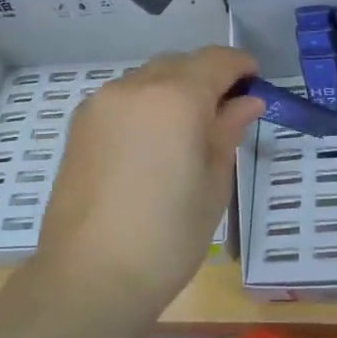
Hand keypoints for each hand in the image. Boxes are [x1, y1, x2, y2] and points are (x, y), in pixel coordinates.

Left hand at [35, 47, 264, 324]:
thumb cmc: (168, 235)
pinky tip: (153, 141)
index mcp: (176, 97)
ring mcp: (101, 103)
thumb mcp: (214, 183)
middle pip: (181, 64)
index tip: (256, 83)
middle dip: (207, 77)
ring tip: (188, 130)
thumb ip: (228, 130)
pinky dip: (146, 104)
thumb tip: (246, 102)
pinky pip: (123, 97)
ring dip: (174, 88)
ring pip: (149, 77)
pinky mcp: (80, 125)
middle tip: (226, 112)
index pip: (217, 61)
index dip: (241, 66)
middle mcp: (135, 87)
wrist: (90, 276)